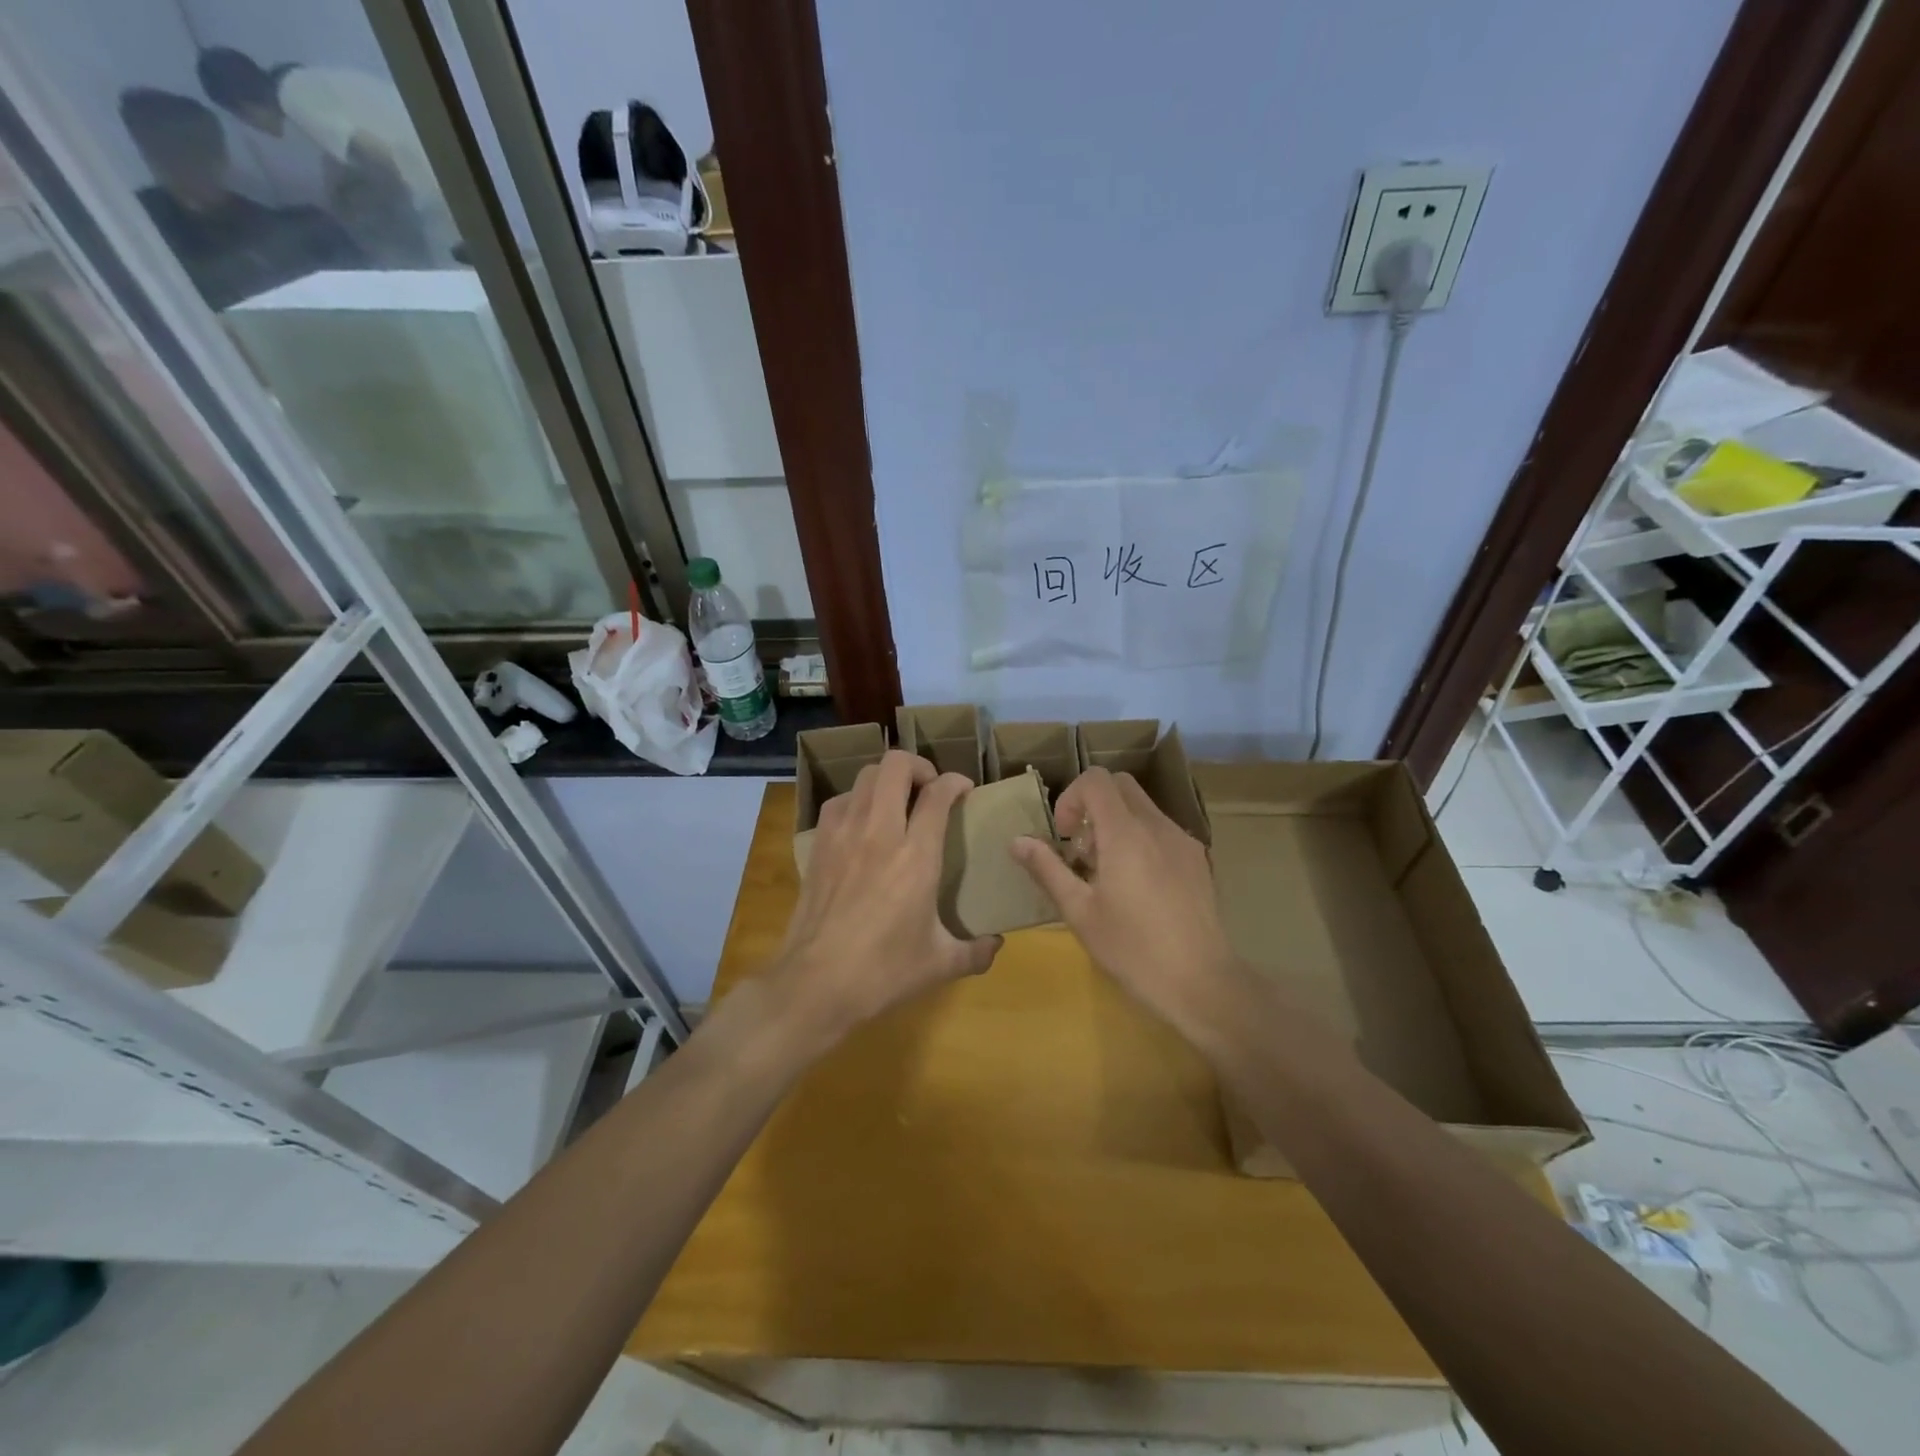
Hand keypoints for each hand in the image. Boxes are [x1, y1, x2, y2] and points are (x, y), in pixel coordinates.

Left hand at [775, 751, 1001, 1037]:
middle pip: (896, 766)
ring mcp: (844, 835)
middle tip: (930, 788)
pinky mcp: (819, 846)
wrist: (815, 984)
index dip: (955, 782)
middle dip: (919, 766)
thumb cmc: (883, 972)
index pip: (938, 794)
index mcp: (917, 856)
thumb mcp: (940, 965)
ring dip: (887, 779)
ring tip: (898, 801)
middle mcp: (880, 832)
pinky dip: (857, 800)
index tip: (964, 790)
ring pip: (865, 777)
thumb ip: (976, 951)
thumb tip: (997, 944)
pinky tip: (863, 822)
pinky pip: (839, 802)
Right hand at [1011, 768, 1238, 1034]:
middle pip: (1120, 786)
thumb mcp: (1079, 912)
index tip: (1064, 836)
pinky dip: (1139, 839)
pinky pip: (1161, 830)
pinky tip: (1136, 887)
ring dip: (1116, 824)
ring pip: (1142, 808)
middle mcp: (1157, 826)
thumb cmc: (1133, 949)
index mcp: (1126, 833)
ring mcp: (1183, 842)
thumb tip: (1017, 841)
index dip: (1071, 797)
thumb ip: (1048, 869)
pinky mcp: (1198, 861)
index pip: (1096, 780)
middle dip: (1092, 806)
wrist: (1201, 983)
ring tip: (1106, 874)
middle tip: (1081, 851)